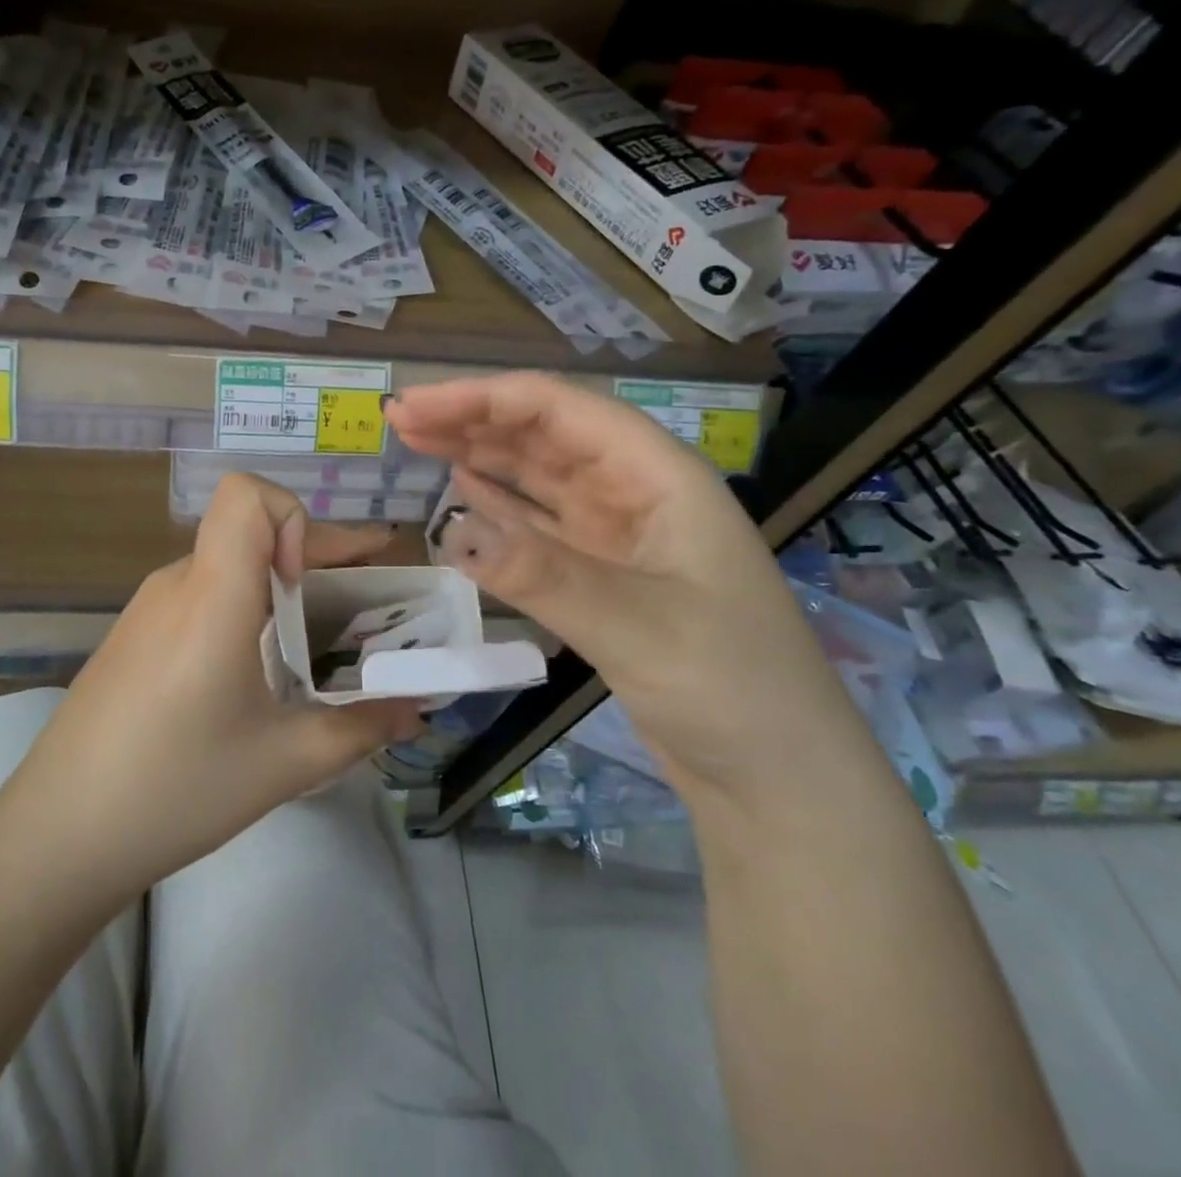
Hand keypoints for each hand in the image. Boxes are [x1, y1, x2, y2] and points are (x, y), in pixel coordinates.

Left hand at [0, 474, 424, 905]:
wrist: (58, 835)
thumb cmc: (177, 788)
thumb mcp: (284, 763)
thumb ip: (361, 729)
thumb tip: (418, 711)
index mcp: (212, 594)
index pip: (246, 494)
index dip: (294, 518)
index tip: (311, 581)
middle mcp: (177, 583)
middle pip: (248, 531)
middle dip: (313, 555)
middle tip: (366, 600)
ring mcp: (147, 608)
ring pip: (225, 565)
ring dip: (277, 586)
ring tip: (315, 642)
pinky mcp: (132, 636)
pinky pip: (199, 596)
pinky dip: (241, 610)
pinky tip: (253, 672)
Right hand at [385, 373, 862, 802]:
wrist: (780, 782)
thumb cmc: (733, 689)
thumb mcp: (639, 627)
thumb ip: (544, 574)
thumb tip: (450, 530)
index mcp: (659, 476)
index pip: (561, 410)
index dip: (484, 398)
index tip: (416, 404)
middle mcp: (635, 494)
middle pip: (543, 436)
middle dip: (472, 420)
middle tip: (400, 419)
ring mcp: (617, 537)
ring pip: (536, 478)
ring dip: (479, 455)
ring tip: (418, 442)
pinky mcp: (601, 578)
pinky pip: (537, 526)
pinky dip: (497, 506)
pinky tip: (462, 491)